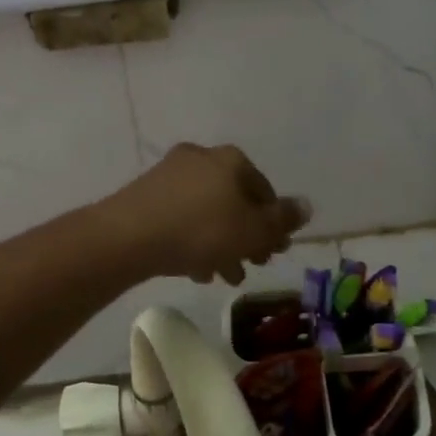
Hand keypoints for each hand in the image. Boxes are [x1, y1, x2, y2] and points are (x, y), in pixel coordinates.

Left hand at [103, 143, 308, 284]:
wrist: (129, 236)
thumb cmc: (202, 230)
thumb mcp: (253, 231)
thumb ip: (282, 220)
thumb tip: (306, 205)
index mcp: (231, 160)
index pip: (264, 190)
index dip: (274, 223)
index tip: (274, 251)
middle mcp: (201, 158)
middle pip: (234, 201)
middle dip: (246, 236)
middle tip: (251, 265)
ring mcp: (170, 174)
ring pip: (207, 212)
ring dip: (220, 243)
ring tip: (224, 277)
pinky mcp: (146, 195)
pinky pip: (181, 217)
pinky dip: (193, 240)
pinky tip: (195, 270)